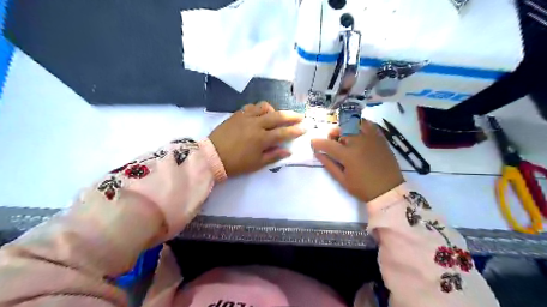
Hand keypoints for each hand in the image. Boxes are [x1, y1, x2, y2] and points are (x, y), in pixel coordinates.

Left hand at [209, 100, 303, 175]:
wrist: (212, 156)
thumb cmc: (236, 163)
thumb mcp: (256, 164)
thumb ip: (274, 156)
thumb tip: (288, 151)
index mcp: (262, 138)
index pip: (284, 132)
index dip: (296, 130)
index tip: (305, 128)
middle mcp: (256, 124)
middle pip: (278, 116)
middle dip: (291, 116)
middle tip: (300, 116)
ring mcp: (245, 117)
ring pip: (264, 107)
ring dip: (274, 110)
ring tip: (276, 116)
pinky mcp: (236, 114)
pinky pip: (251, 106)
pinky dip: (259, 109)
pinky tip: (259, 115)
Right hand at [309, 121, 403, 202]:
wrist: (389, 190)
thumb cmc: (363, 188)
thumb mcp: (343, 180)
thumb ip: (329, 165)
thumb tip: (318, 154)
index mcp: (348, 155)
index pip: (328, 144)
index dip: (318, 142)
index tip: (313, 142)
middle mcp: (359, 142)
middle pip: (341, 129)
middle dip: (332, 134)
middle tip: (332, 142)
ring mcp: (371, 138)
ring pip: (354, 123)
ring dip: (345, 128)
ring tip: (346, 137)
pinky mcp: (380, 138)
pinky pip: (369, 124)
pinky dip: (360, 124)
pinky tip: (357, 131)